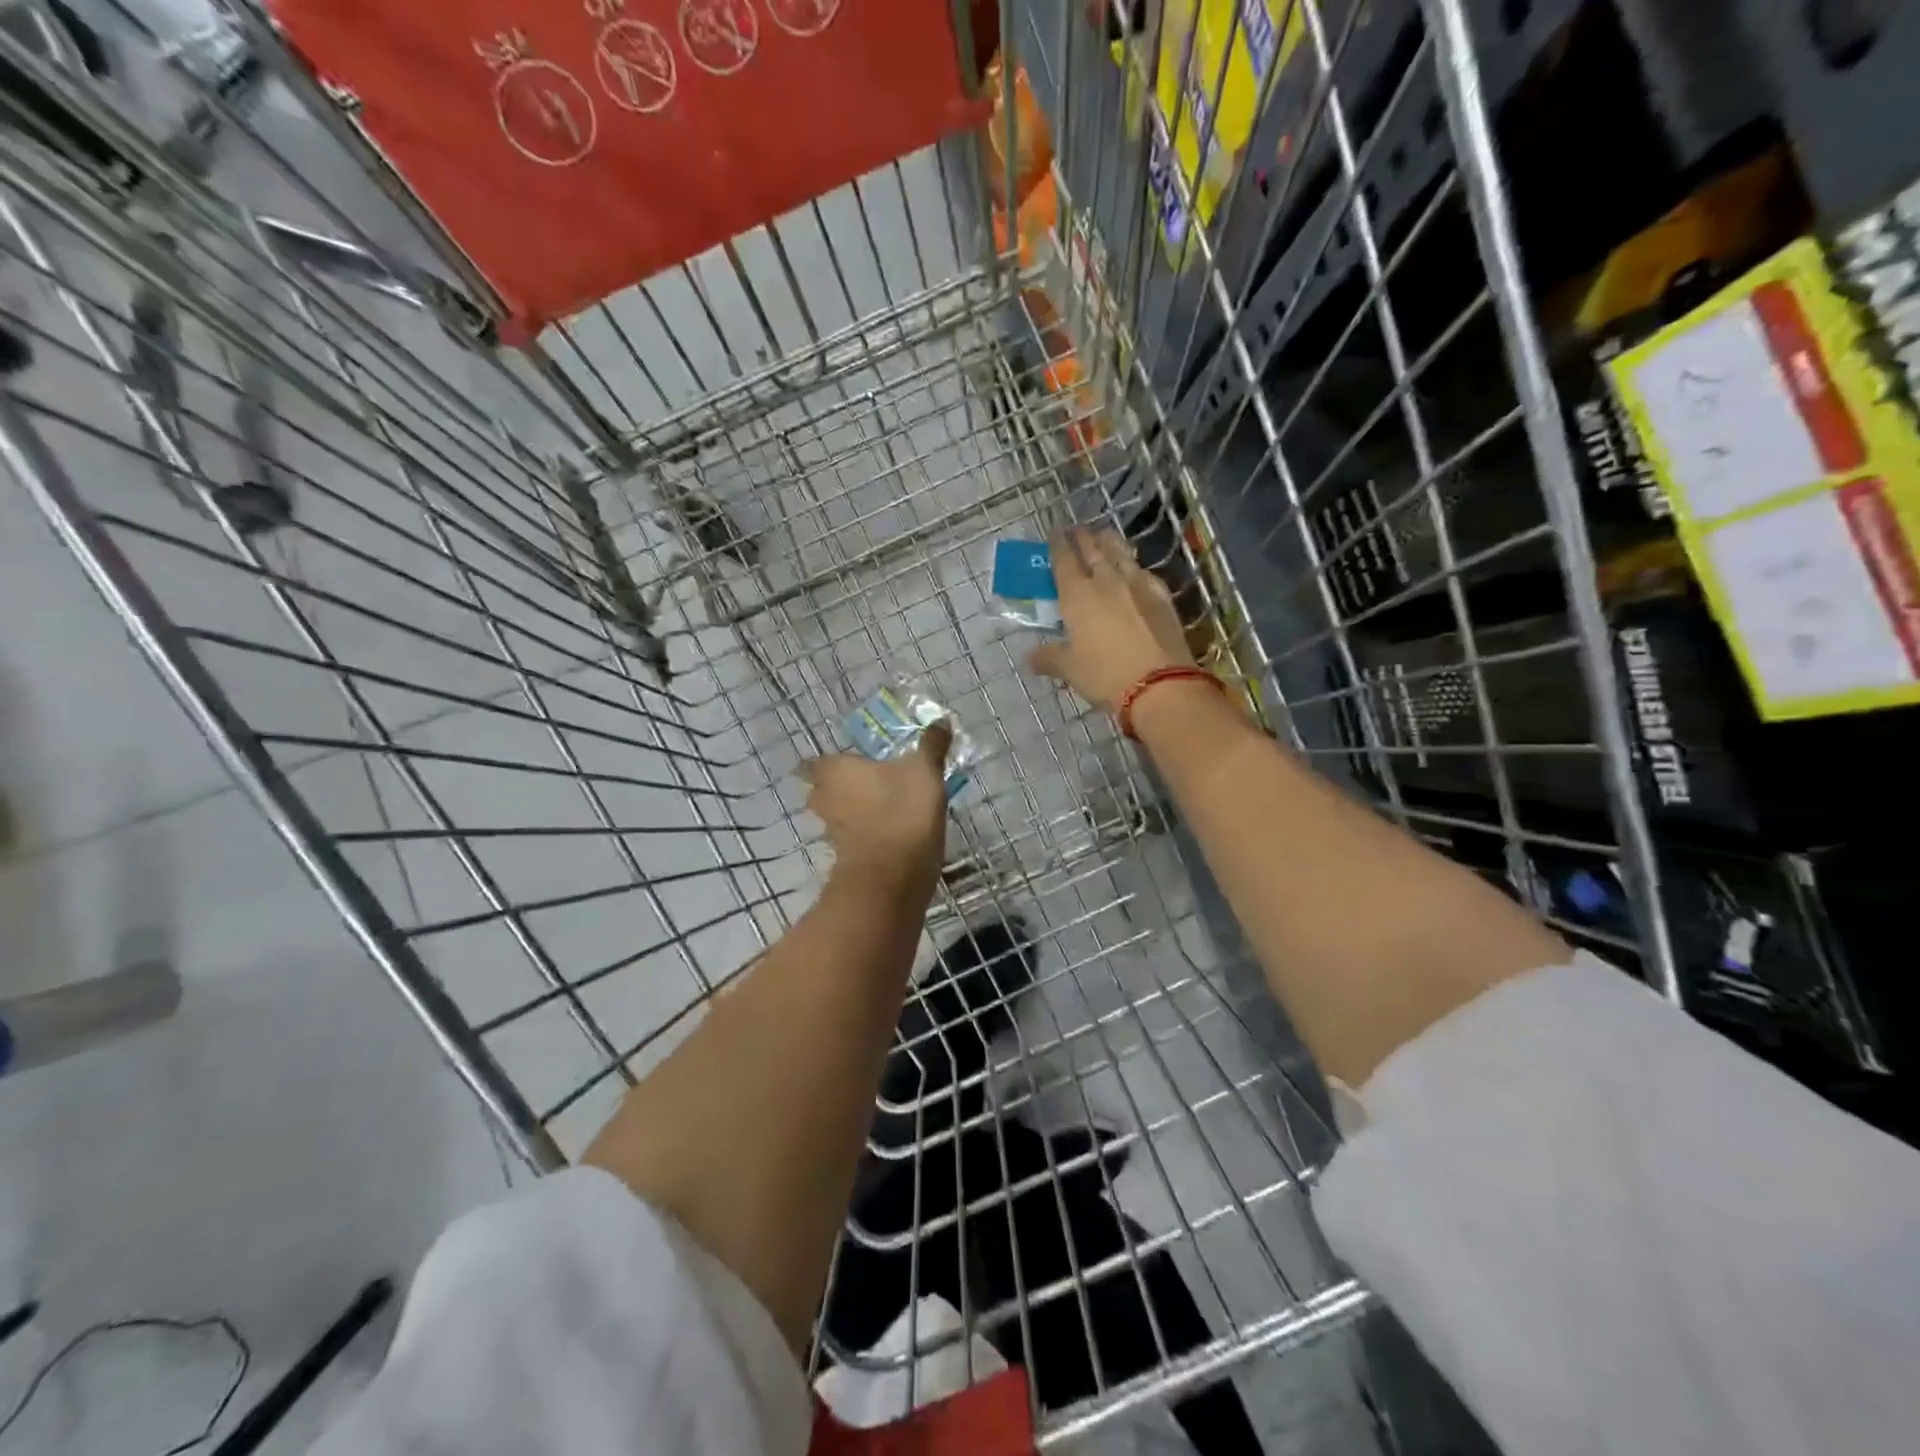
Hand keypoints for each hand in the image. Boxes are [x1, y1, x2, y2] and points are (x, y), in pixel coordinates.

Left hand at [801, 721, 952, 887]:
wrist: (893, 876)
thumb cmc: (903, 811)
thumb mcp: (924, 771)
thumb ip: (931, 746)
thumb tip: (941, 720)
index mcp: (837, 770)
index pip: (815, 762)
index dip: (826, 762)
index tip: (842, 761)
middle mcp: (826, 798)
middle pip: (822, 790)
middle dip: (838, 787)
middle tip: (863, 781)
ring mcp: (833, 831)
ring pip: (836, 815)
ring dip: (852, 812)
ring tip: (879, 806)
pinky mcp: (846, 858)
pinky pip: (852, 838)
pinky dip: (864, 834)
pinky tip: (888, 831)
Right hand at [1028, 527, 1194, 710]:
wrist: (1160, 684)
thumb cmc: (1105, 675)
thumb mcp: (1070, 670)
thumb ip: (1049, 658)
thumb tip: (1031, 658)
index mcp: (1077, 594)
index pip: (1064, 559)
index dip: (1057, 544)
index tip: (1054, 531)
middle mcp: (1106, 581)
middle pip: (1093, 549)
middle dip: (1083, 537)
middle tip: (1077, 528)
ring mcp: (1138, 585)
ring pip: (1121, 553)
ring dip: (1110, 542)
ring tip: (1104, 535)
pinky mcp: (1162, 596)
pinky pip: (1144, 572)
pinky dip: (1134, 566)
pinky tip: (1135, 570)